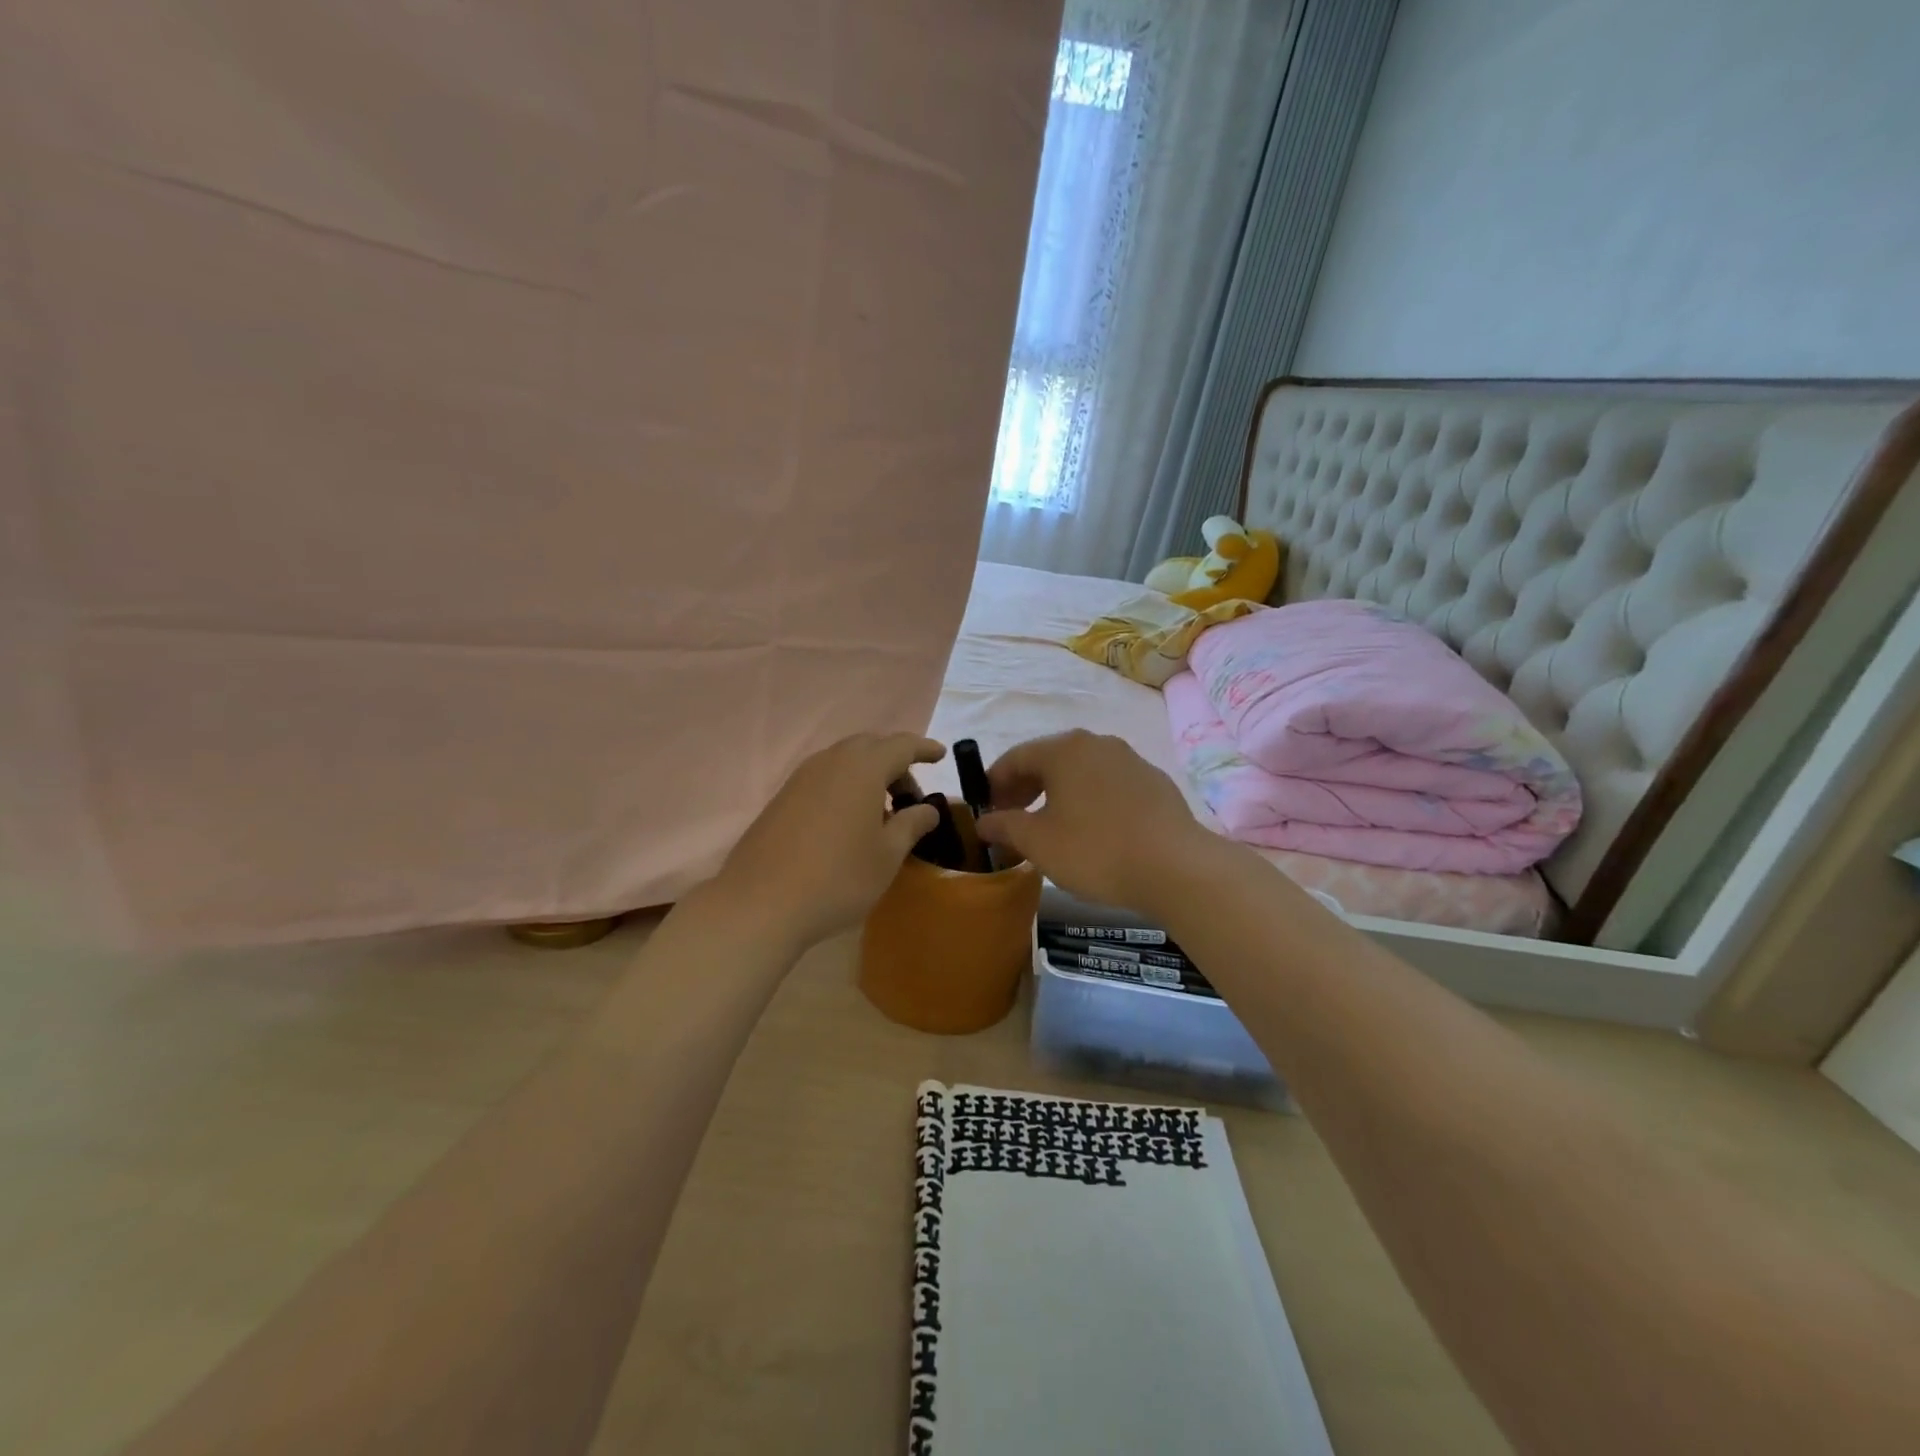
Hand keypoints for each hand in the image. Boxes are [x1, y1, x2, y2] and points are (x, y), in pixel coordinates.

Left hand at [715, 733, 944, 950]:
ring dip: (868, 774)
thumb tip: (928, 810)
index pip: (901, 745)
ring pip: (844, 760)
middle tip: (910, 795)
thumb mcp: (887, 856)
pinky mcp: (782, 797)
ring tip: (881, 810)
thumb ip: (911, 825)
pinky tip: (849, 821)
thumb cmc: (838, 878)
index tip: (941, 755)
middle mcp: (831, 762)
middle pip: (870, 746)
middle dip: (895, 762)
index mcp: (863, 768)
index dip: (924, 748)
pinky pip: (824, 777)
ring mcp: (801, 778)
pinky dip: (845, 786)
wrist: (760, 903)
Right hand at [976, 731, 1218, 915]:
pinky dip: (1089, 801)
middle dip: (1025, 788)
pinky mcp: (1154, 783)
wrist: (1176, 867)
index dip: (994, 783)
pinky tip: (1092, 832)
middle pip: (1049, 760)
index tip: (985, 810)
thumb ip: (1004, 827)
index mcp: (1064, 749)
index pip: (1016, 757)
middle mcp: (1097, 743)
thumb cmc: (1095, 850)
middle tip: (1012, 819)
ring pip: (1081, 772)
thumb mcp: (1038, 842)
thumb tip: (985, 822)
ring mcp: (1130, 760)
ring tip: (1050, 827)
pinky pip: (1108, 786)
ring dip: (1057, 795)